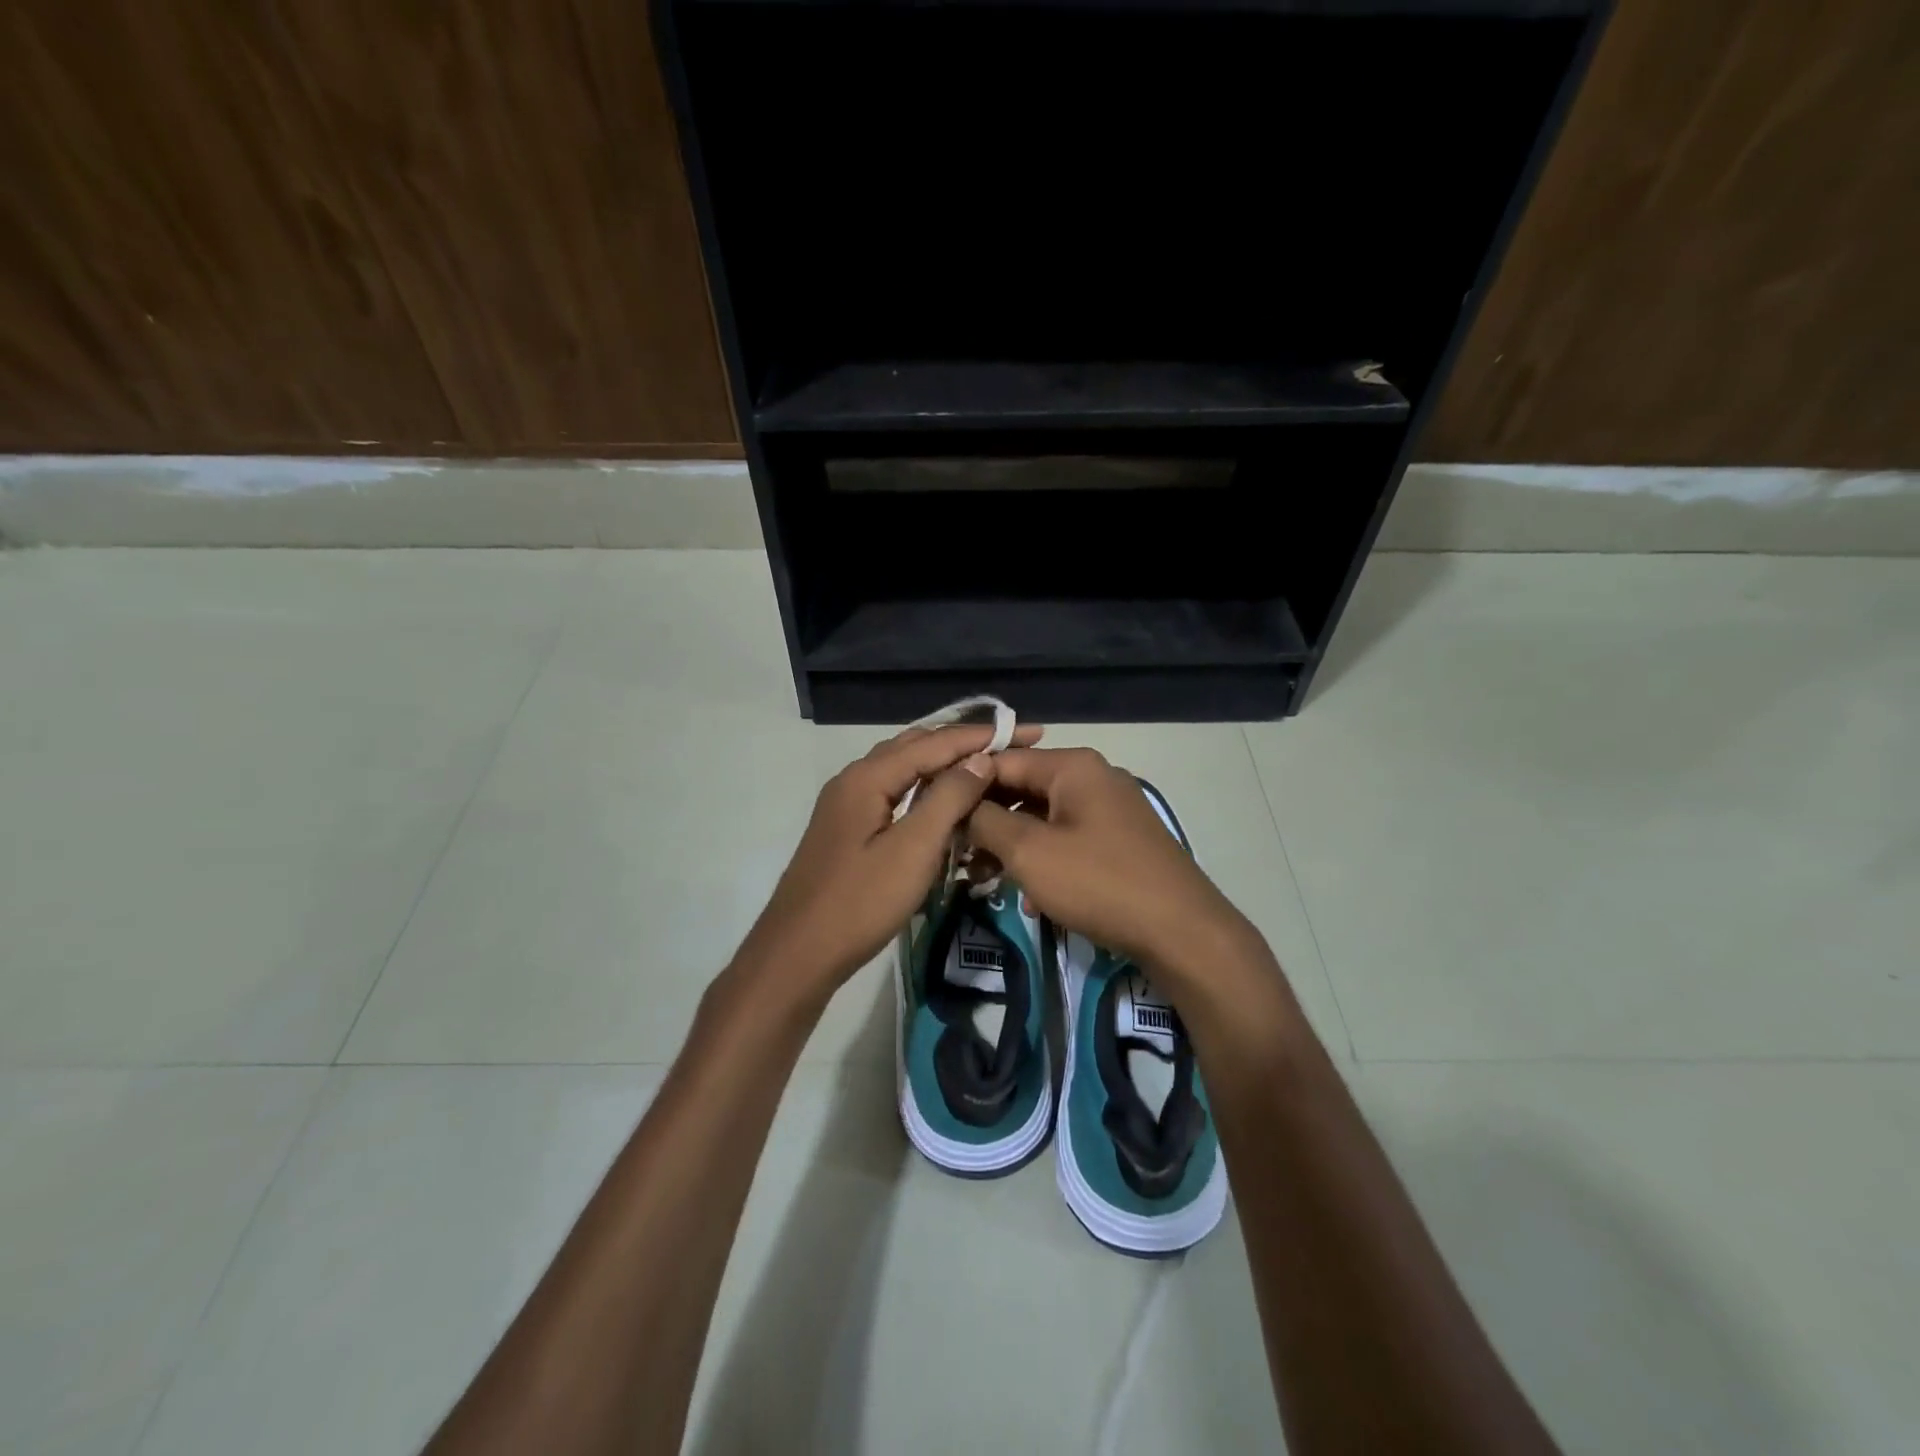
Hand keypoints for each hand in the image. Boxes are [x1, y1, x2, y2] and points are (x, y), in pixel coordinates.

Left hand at [732, 721, 1044, 1007]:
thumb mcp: (913, 849)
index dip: (982, 736)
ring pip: (903, 769)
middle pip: (916, 746)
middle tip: (1010, 745)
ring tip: (985, 764)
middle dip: (964, 743)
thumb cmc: (860, 902)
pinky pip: (894, 791)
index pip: (934, 742)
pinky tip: (944, 801)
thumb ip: (948, 798)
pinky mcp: (848, 828)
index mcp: (867, 777)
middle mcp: (854, 779)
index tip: (1028, 732)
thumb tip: (980, 758)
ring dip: (943, 762)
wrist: (799, 953)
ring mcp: (847, 804)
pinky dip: (925, 787)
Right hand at [965, 747, 1255, 986]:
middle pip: (1022, 789)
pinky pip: (1067, 839)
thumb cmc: (1099, 883)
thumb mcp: (1029, 851)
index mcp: (1072, 766)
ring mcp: (1110, 809)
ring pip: (1043, 818)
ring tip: (984, 879)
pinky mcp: (1120, 841)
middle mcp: (1093, 777)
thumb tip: (960, 805)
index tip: (933, 815)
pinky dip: (1043, 860)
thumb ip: (985, 821)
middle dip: (987, 822)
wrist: (1182, 932)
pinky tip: (1030, 898)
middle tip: (957, 855)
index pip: (1000, 761)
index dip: (963, 786)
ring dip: (1012, 846)